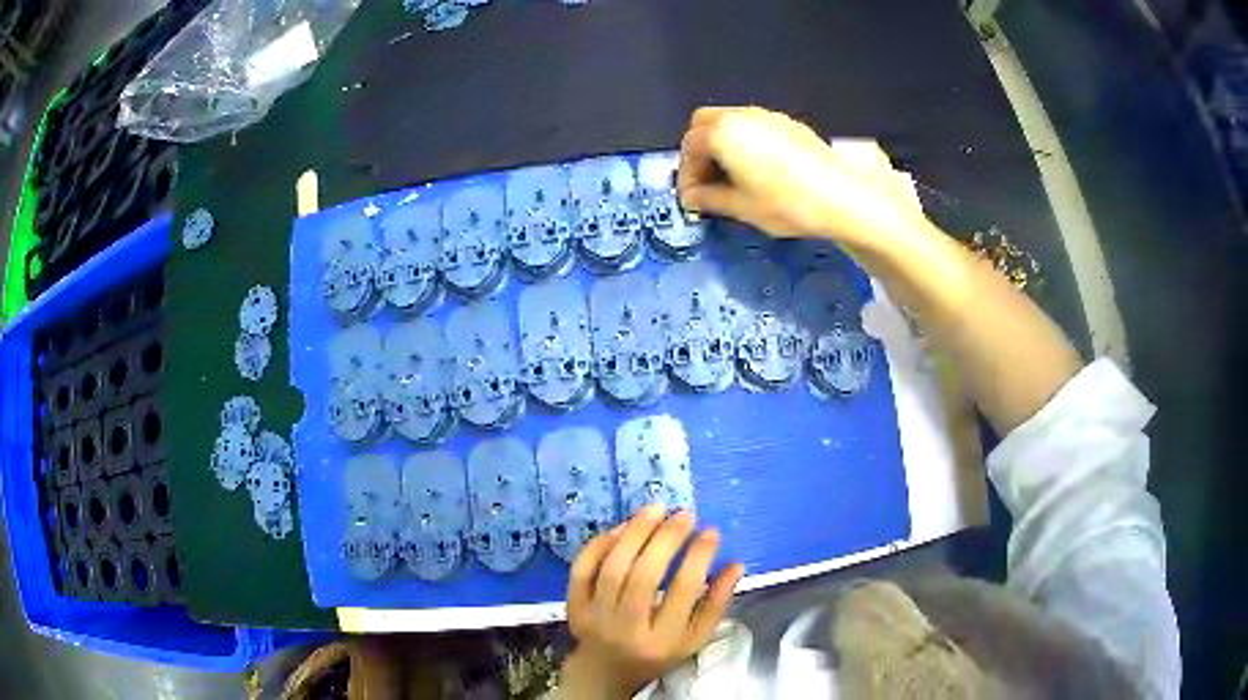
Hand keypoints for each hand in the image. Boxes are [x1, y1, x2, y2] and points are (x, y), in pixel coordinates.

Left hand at [559, 505, 744, 699]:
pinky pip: (583, 568)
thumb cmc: (658, 651)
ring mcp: (595, 616)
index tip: (711, 531)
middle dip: (666, 539)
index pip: (683, 592)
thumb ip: (716, 604)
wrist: (605, 669)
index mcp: (662, 640)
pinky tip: (624, 526)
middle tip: (685, 514)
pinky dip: (602, 544)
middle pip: (644, 577)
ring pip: (613, 568)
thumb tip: (735, 564)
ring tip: (657, 509)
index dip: (699, 557)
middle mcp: (626, 628)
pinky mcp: (574, 605)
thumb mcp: (694, 638)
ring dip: (635, 533)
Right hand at [678, 106, 926, 254]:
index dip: (686, 174)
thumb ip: (709, 198)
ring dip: (722, 144)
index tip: (692, 198)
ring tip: (732, 176)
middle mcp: (741, 115)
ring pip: (730, 121)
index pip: (689, 147)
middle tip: (706, 179)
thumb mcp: (741, 207)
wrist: (842, 196)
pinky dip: (744, 141)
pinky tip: (758, 168)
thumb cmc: (786, 204)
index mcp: (722, 133)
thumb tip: (691, 197)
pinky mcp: (788, 123)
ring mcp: (766, 116)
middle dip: (699, 150)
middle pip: (704, 123)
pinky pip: (754, 125)